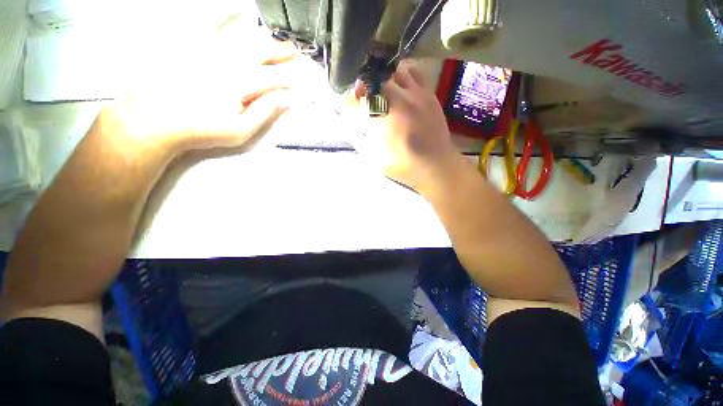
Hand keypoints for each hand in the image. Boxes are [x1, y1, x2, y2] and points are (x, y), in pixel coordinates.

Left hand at [100, 35, 299, 154]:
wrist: (153, 118)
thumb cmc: (201, 129)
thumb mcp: (240, 131)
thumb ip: (265, 113)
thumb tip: (286, 99)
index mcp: (242, 83)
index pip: (274, 77)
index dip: (290, 77)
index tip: (301, 76)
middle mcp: (228, 59)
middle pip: (262, 51)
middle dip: (281, 52)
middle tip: (294, 51)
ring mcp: (208, 47)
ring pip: (243, 35)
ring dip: (263, 37)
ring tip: (276, 39)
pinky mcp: (190, 41)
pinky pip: (212, 22)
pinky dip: (228, 15)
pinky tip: (240, 11)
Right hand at [344, 61, 457, 191]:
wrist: (437, 166)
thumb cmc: (403, 165)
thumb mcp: (374, 159)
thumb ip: (357, 138)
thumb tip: (345, 122)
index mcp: (382, 119)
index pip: (357, 98)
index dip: (349, 100)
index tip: (348, 107)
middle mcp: (397, 100)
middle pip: (374, 80)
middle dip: (364, 88)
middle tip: (364, 99)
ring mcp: (415, 94)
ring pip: (393, 71)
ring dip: (382, 79)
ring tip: (381, 92)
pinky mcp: (428, 93)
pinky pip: (413, 72)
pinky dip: (402, 75)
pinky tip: (400, 86)